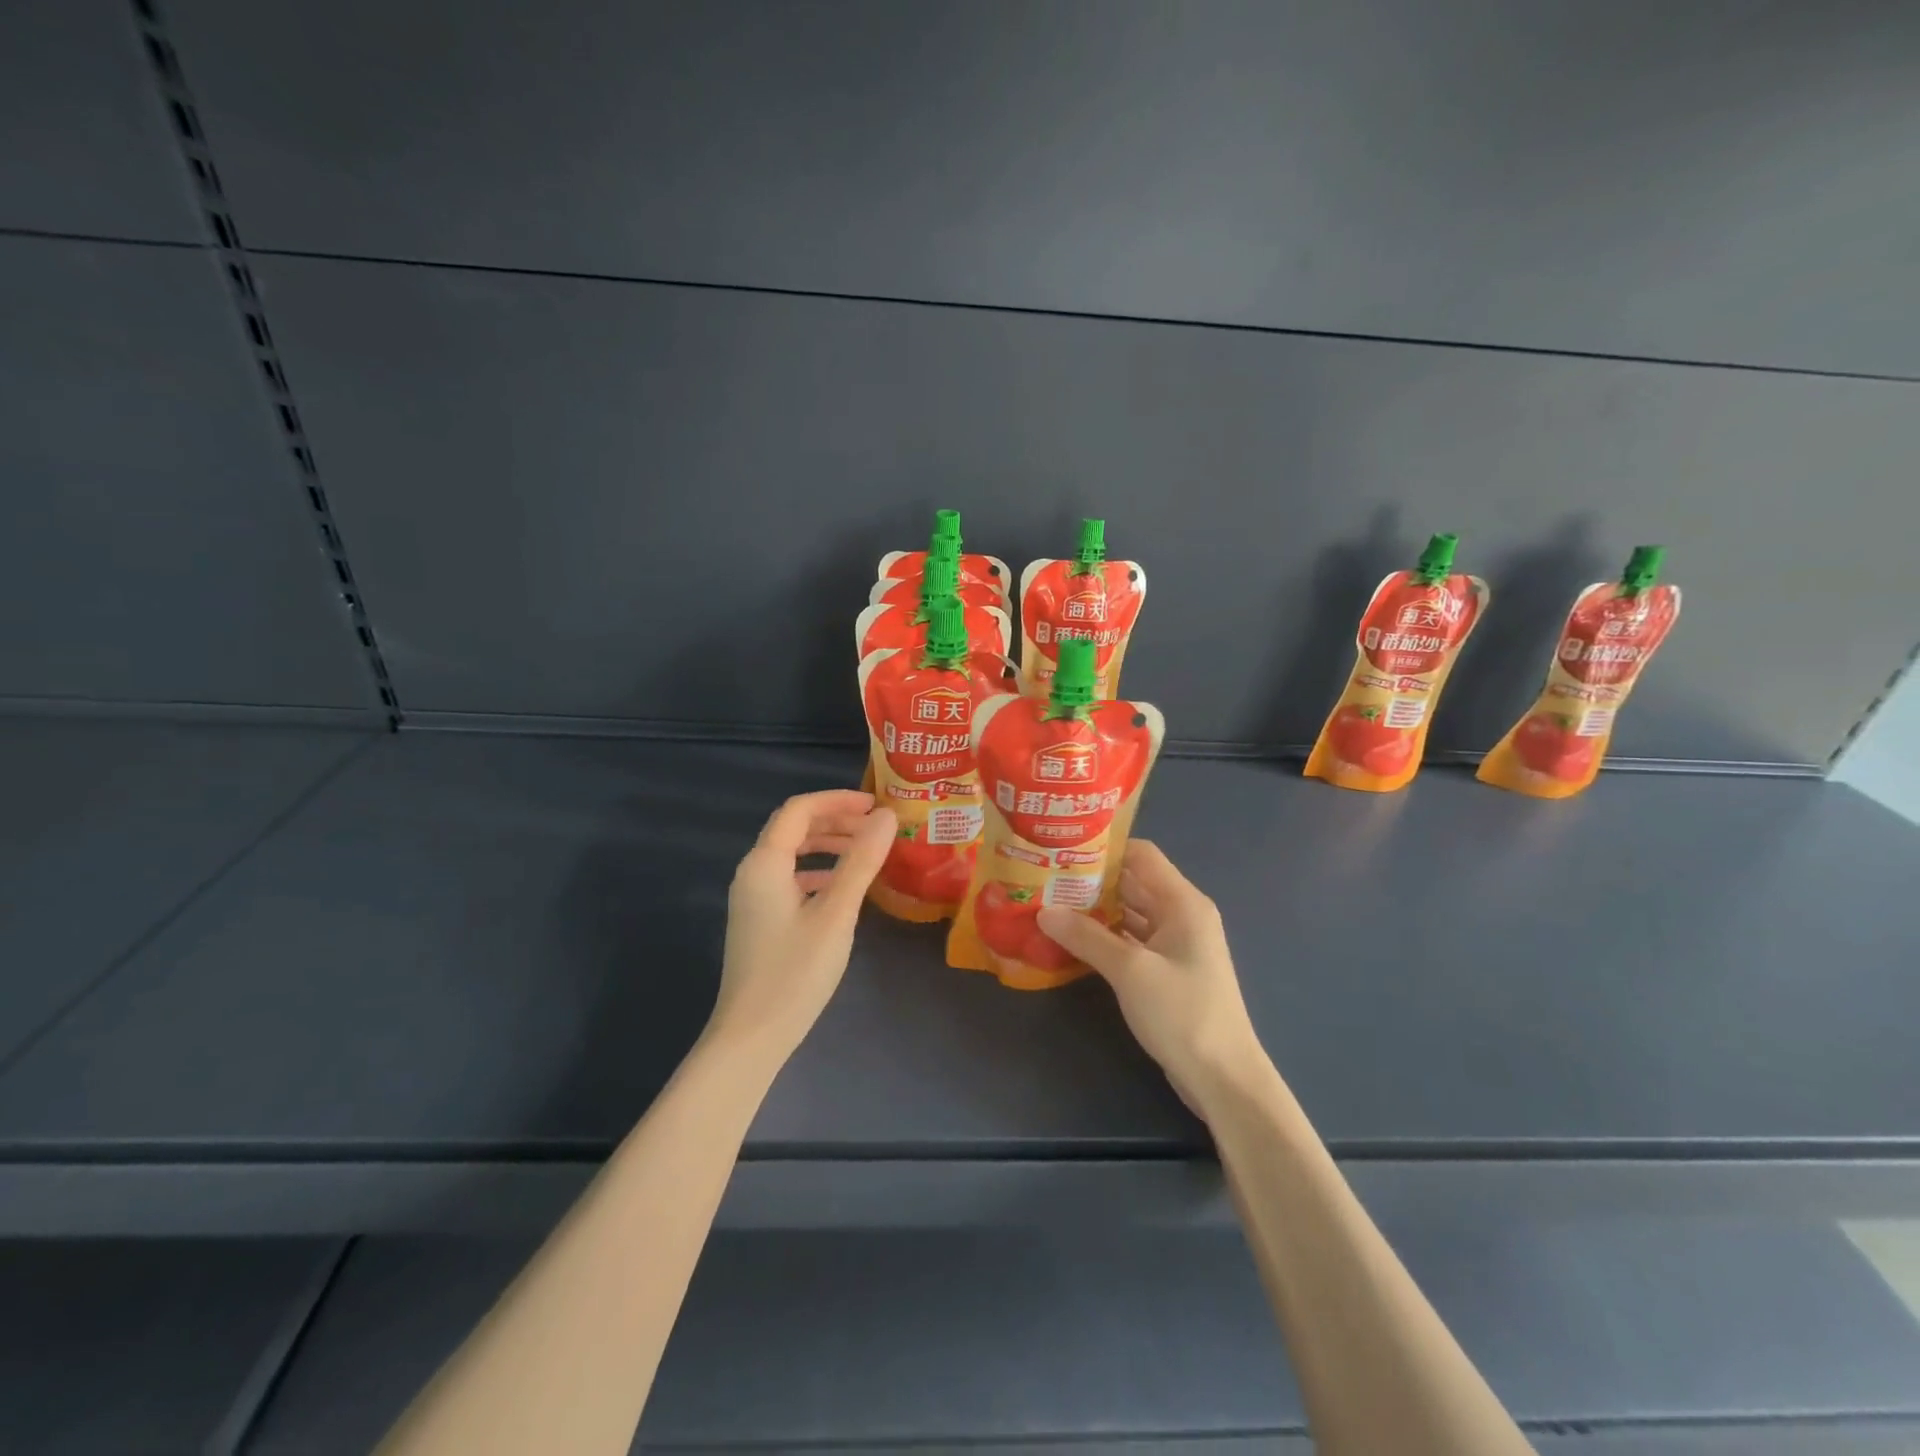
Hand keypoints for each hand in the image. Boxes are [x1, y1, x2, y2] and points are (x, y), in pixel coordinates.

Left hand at [710, 789, 895, 1061]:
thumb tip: (888, 816)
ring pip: (792, 854)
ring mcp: (753, 898)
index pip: (799, 809)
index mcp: (765, 863)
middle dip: (836, 820)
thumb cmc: (795, 972)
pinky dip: (818, 871)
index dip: (838, 800)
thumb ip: (861, 861)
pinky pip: (790, 878)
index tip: (876, 805)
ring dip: (828, 845)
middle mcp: (752, 872)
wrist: (752, 1036)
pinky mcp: (759, 920)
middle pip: (793, 828)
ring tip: (866, 851)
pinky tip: (842, 887)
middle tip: (877, 827)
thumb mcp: (836, 913)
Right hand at [1037, 841, 1267, 1117]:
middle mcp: (1181, 914)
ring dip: (1095, 910)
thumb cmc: (1182, 1013)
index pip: (1141, 854)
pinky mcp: (1168, 969)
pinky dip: (1105, 937)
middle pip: (1133, 882)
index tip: (1062, 852)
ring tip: (1050, 906)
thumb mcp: (1130, 971)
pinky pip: (1132, 939)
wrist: (1223, 1078)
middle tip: (1045, 880)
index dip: (1104, 849)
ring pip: (1130, 912)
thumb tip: (1044, 911)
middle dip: (1091, 881)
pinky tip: (1072, 942)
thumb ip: (1086, 937)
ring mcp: (1176, 944)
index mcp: (1182, 902)